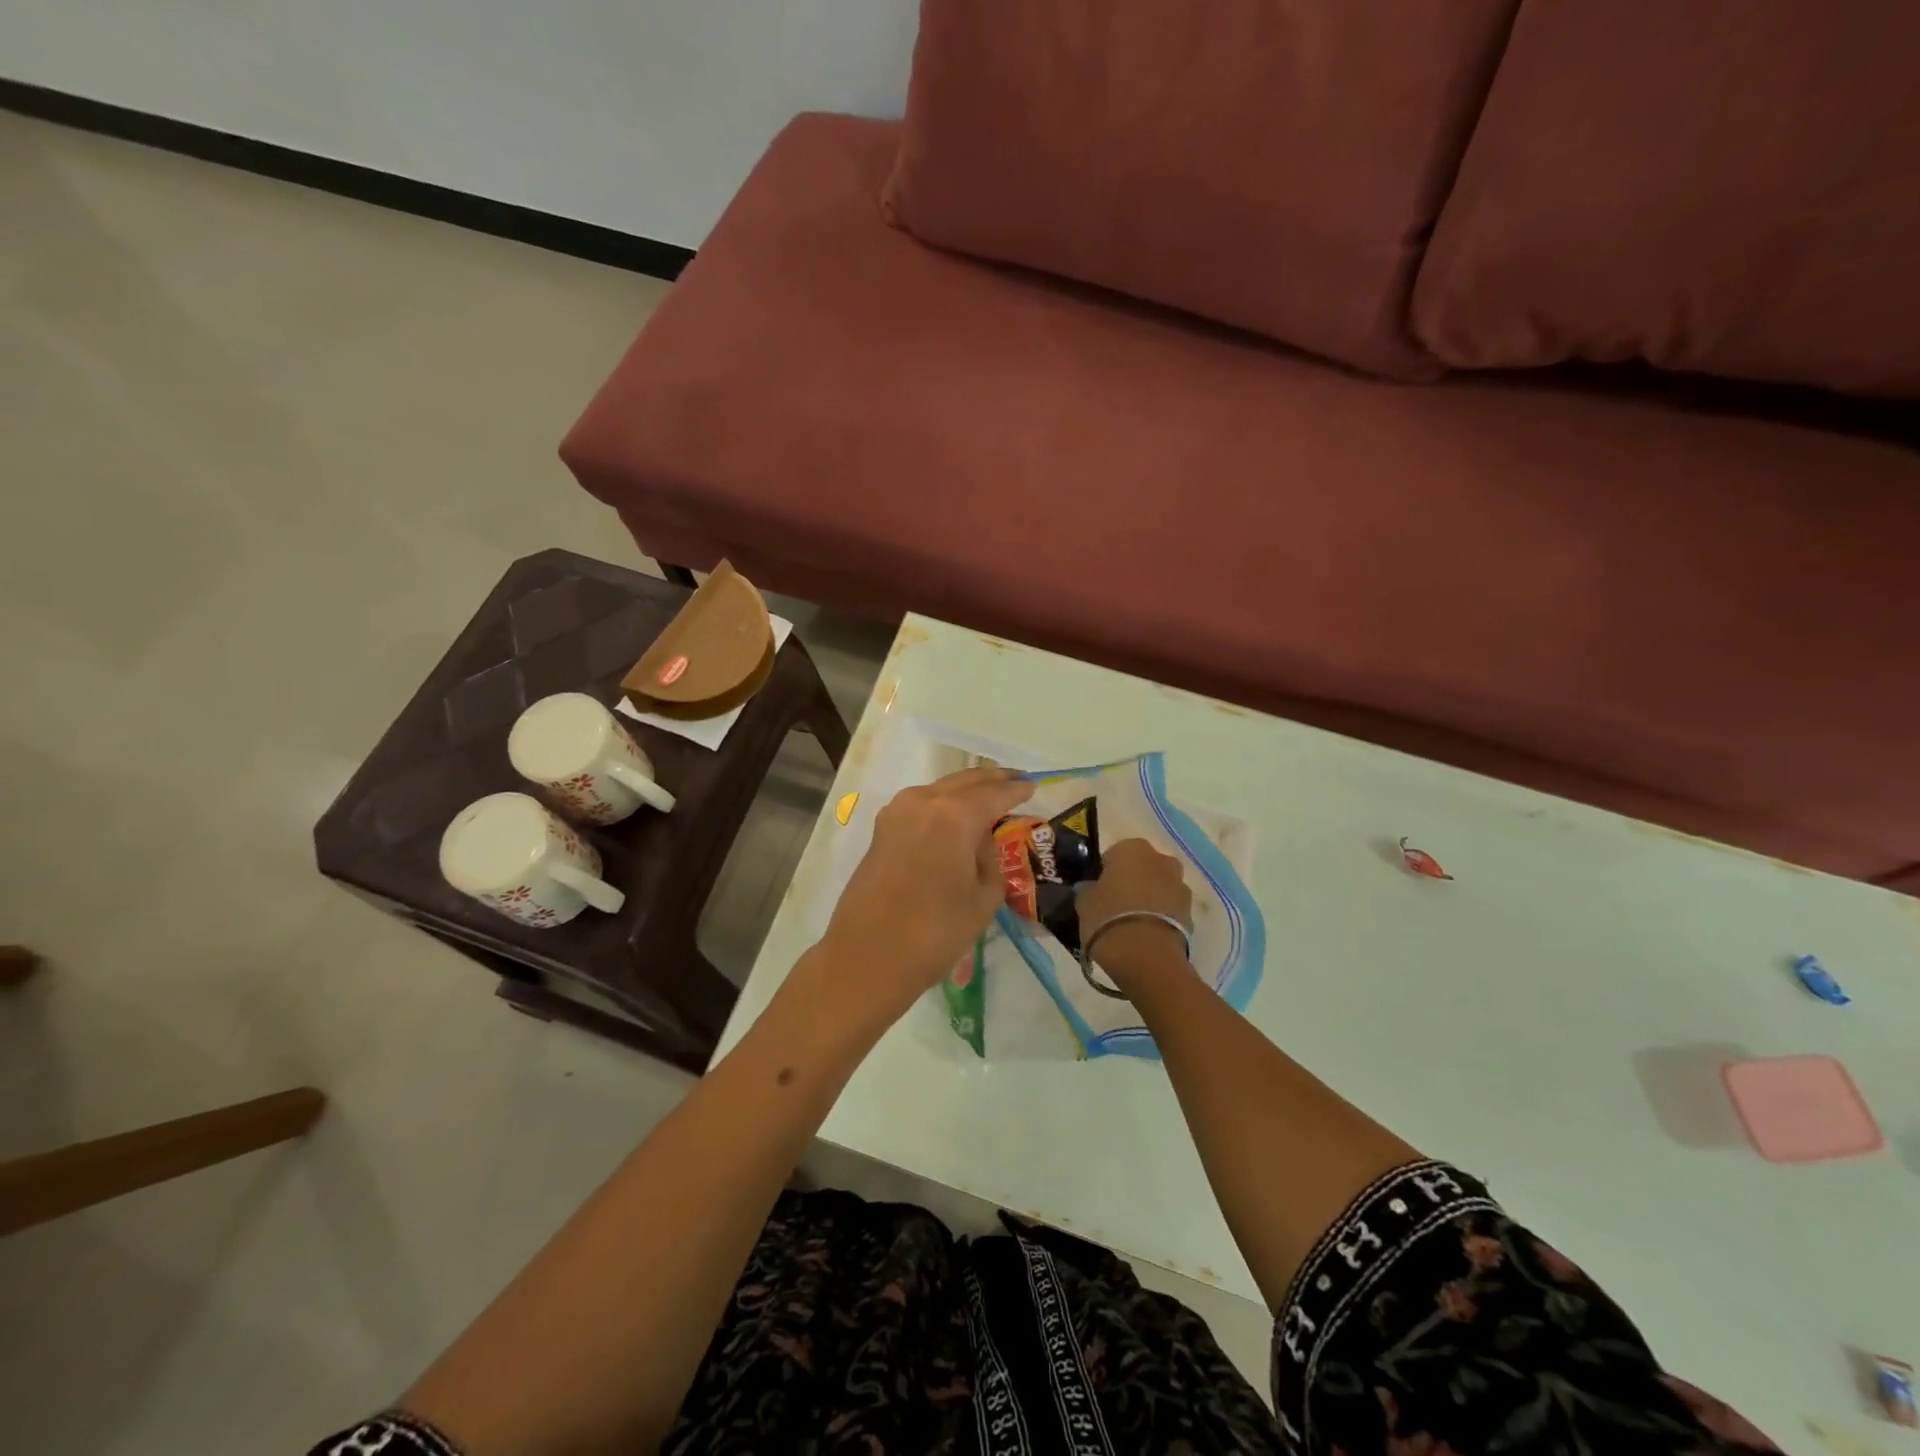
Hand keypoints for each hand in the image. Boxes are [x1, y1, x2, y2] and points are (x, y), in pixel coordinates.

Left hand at [818, 767, 1032, 1020]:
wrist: (868, 957)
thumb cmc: (935, 932)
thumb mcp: (983, 898)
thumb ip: (990, 859)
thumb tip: (979, 840)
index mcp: (954, 816)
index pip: (994, 794)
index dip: (1016, 790)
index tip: (1033, 785)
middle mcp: (923, 802)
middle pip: (965, 782)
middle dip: (992, 780)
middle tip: (1015, 779)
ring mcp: (897, 812)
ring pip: (941, 790)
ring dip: (965, 790)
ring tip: (989, 794)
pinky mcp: (882, 829)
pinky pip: (921, 805)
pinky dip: (943, 803)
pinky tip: (956, 814)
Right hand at [1077, 838, 1192, 985]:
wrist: (1147, 957)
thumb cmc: (1108, 918)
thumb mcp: (1084, 902)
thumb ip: (1088, 889)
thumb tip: (1091, 888)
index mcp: (1132, 848)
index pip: (1114, 854)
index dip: (1105, 872)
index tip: (1098, 891)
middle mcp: (1161, 860)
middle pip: (1142, 868)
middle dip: (1132, 882)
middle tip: (1115, 905)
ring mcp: (1180, 886)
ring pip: (1159, 887)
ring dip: (1149, 899)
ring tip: (1132, 924)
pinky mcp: (1191, 913)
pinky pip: (1170, 909)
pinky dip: (1160, 917)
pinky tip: (1146, 935)